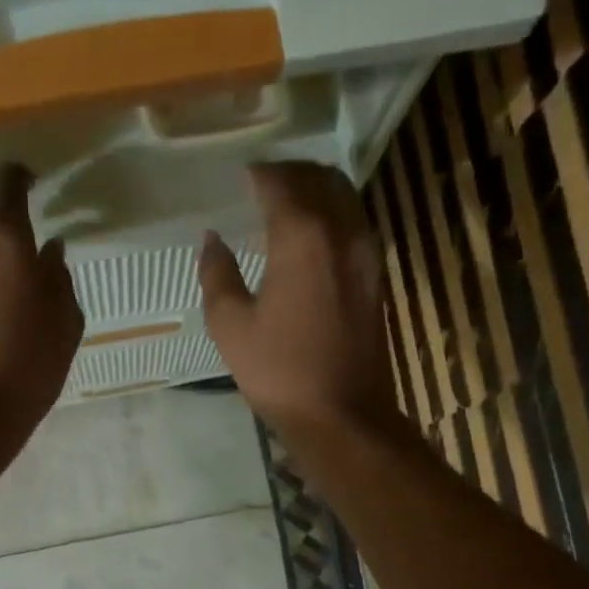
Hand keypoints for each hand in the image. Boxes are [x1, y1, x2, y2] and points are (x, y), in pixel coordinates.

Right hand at [199, 161, 395, 434]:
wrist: (343, 415)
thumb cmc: (280, 371)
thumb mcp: (230, 326)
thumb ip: (217, 274)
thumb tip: (212, 240)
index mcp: (302, 237)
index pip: (280, 182)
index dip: (257, 174)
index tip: (238, 177)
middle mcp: (342, 231)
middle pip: (320, 178)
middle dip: (289, 174)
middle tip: (260, 184)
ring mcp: (366, 252)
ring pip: (344, 197)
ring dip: (315, 190)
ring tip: (284, 204)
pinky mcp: (376, 275)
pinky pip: (354, 223)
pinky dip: (332, 214)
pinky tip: (309, 237)